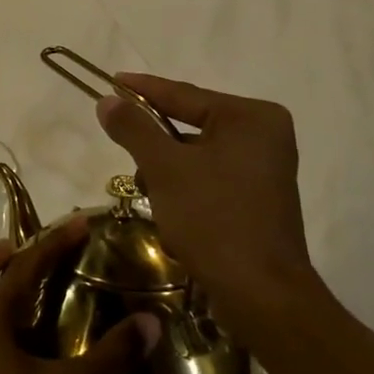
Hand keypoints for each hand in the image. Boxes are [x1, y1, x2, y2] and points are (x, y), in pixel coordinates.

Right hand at [96, 73, 322, 338]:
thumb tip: (108, 101)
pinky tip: (168, 209)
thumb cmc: (213, 218)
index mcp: (251, 117)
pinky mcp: (259, 197)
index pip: (184, 94)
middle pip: (190, 124)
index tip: (111, 80)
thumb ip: (134, 128)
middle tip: (120, 143)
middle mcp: (265, 135)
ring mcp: (265, 167)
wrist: (260, 292)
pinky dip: (185, 187)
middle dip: (153, 141)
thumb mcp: (164, 168)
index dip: (142, 89)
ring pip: (197, 154)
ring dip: (166, 170)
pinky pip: (210, 176)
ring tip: (146, 190)